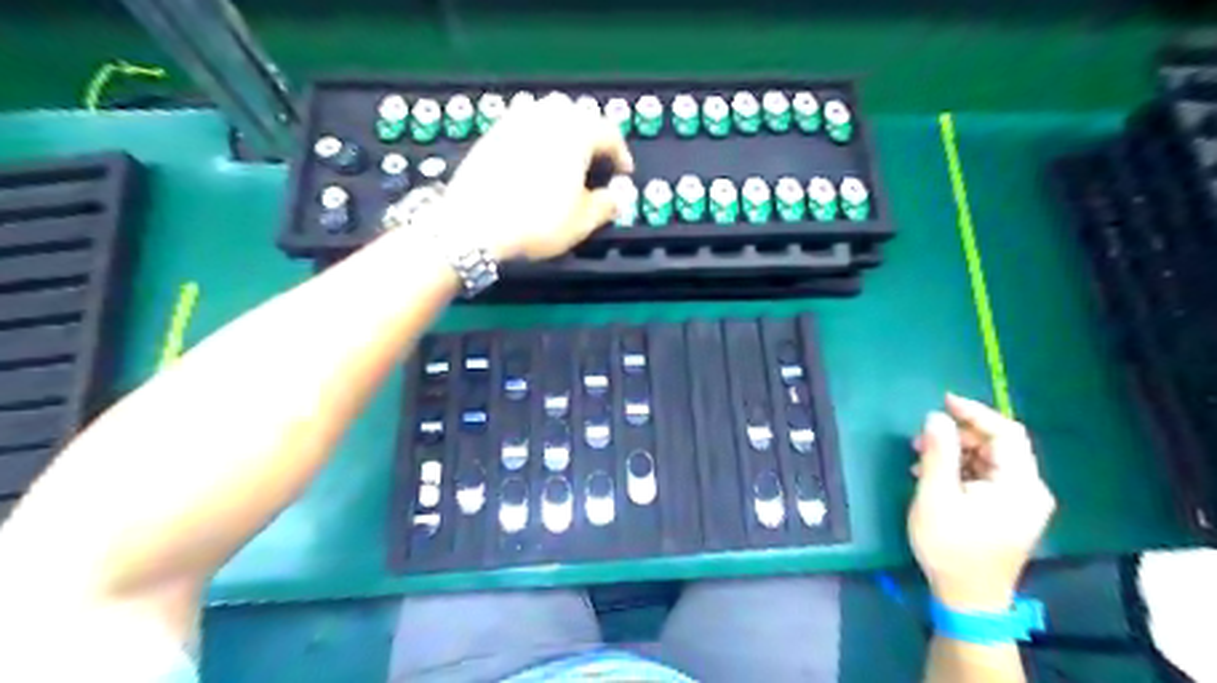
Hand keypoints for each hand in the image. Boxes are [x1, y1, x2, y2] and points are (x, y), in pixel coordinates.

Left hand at [441, 92, 638, 257]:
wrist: (473, 225)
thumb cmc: (535, 223)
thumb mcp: (581, 223)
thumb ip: (606, 206)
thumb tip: (615, 199)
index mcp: (577, 134)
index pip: (610, 133)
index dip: (621, 154)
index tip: (623, 172)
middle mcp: (547, 118)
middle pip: (579, 115)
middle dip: (592, 136)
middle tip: (596, 162)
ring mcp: (516, 121)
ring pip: (549, 113)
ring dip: (564, 130)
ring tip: (565, 157)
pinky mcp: (493, 132)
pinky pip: (524, 123)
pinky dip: (537, 135)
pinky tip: (534, 159)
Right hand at [912, 396, 1057, 612]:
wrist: (967, 600)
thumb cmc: (951, 548)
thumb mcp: (936, 497)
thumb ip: (939, 453)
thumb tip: (936, 417)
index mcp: (1020, 485)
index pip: (1006, 433)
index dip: (975, 413)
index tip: (943, 401)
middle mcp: (1029, 490)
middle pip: (997, 445)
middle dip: (959, 436)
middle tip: (921, 440)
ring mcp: (1020, 503)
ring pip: (989, 460)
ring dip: (955, 453)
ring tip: (920, 459)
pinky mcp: (1008, 512)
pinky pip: (986, 477)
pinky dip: (960, 469)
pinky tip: (932, 476)